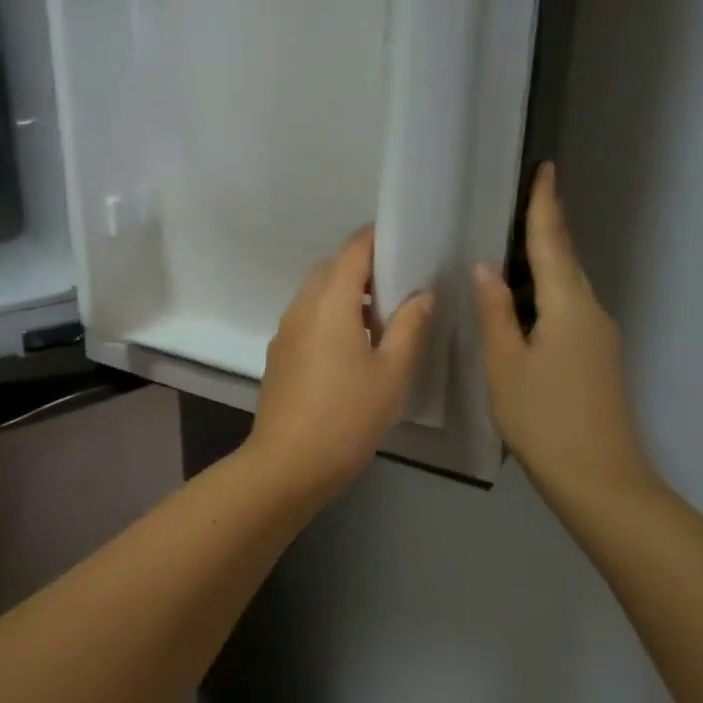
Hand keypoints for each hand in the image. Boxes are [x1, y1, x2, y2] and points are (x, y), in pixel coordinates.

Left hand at [246, 226, 435, 503]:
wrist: (288, 464)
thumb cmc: (347, 416)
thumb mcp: (391, 372)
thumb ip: (410, 327)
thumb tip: (422, 294)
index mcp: (330, 302)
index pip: (352, 251)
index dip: (376, 238)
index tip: (403, 238)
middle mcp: (302, 307)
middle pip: (331, 269)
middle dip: (363, 267)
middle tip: (400, 283)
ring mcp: (286, 332)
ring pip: (316, 295)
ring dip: (346, 294)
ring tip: (383, 317)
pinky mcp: (280, 355)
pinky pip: (307, 318)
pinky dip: (331, 316)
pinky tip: (354, 346)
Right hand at [473, 164, 659, 509]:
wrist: (599, 478)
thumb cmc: (544, 417)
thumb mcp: (506, 363)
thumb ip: (495, 312)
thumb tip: (486, 268)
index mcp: (569, 306)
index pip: (553, 243)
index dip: (545, 205)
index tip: (546, 168)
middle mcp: (591, 312)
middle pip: (565, 262)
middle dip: (544, 230)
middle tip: (516, 204)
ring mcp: (599, 337)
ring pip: (566, 288)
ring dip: (542, 265)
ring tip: (507, 251)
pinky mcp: (597, 357)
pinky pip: (568, 310)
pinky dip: (544, 296)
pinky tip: (520, 304)